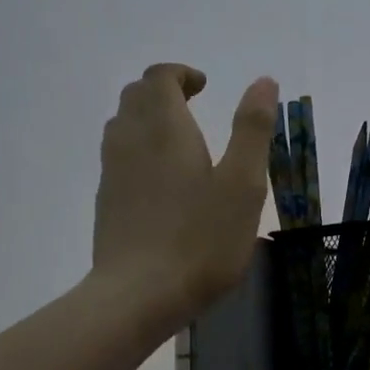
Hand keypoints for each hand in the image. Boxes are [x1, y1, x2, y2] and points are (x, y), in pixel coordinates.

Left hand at [91, 62, 279, 328]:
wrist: (139, 294)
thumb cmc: (201, 240)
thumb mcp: (242, 185)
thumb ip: (252, 130)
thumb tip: (263, 82)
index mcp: (164, 127)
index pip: (159, 77)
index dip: (180, 74)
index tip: (203, 86)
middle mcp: (130, 140)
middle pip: (135, 96)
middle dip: (162, 92)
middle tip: (193, 106)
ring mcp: (112, 172)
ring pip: (121, 126)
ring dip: (147, 120)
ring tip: (177, 142)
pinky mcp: (106, 202)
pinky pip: (117, 158)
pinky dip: (137, 150)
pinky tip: (161, 182)